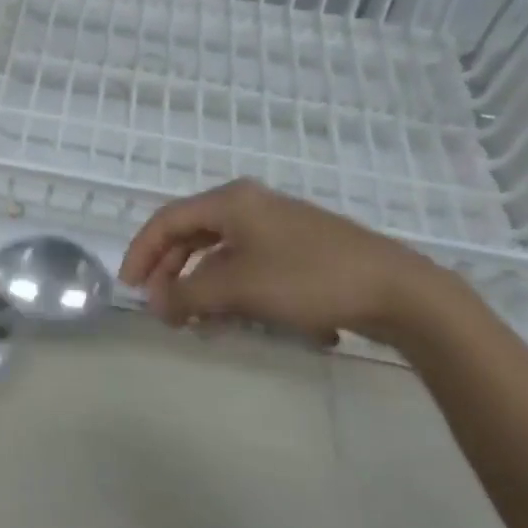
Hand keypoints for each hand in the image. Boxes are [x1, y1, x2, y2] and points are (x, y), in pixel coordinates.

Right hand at [120, 179, 459, 347]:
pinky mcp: (300, 251)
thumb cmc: (308, 278)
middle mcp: (251, 206)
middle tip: (164, 312)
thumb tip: (155, 302)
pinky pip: (252, 268)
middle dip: (174, 275)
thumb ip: (188, 295)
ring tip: (201, 326)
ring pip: (223, 256)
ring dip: (206, 290)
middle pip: (193, 236)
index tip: (130, 288)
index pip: (168, 220)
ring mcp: (278, 228)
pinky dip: (238, 293)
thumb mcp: (239, 288)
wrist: (398, 290)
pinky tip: (245, 323)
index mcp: (231, 201)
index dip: (142, 253)